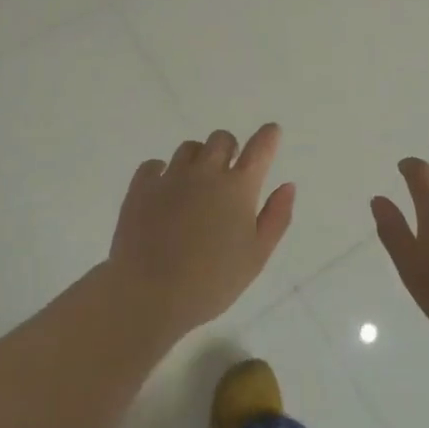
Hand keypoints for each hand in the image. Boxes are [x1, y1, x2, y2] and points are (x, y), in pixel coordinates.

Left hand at [107, 125, 295, 339]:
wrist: (148, 295)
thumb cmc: (211, 282)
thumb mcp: (256, 257)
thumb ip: (276, 217)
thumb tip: (287, 185)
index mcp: (238, 187)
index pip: (260, 148)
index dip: (268, 136)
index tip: (271, 132)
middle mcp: (206, 172)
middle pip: (221, 139)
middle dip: (229, 149)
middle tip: (228, 173)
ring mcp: (171, 177)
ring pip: (189, 148)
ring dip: (198, 158)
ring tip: (195, 184)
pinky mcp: (141, 187)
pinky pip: (154, 165)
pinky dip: (162, 172)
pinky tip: (163, 191)